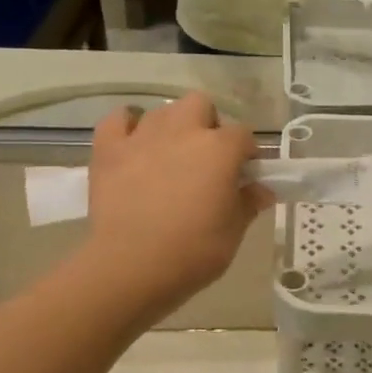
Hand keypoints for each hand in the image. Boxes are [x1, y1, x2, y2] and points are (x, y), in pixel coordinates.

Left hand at [87, 95, 270, 314]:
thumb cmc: (193, 251)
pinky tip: (133, 145)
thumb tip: (262, 190)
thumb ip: (249, 204)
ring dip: (171, 127)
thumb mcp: (233, 232)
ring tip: (169, 156)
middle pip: (201, 105)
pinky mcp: (109, 150)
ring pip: (162, 111)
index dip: (246, 153)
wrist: (131, 267)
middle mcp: (183, 132)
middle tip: (206, 158)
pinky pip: (118, 119)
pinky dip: (127, 126)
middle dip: (207, 124)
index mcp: (219, 149)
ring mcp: (143, 137)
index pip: (243, 135)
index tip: (243, 175)